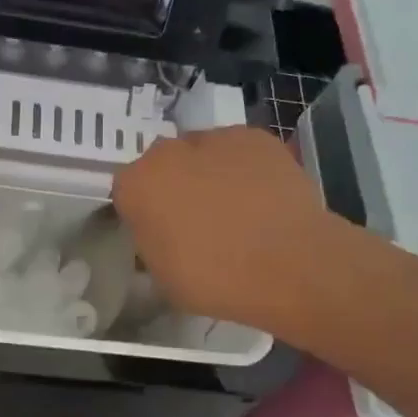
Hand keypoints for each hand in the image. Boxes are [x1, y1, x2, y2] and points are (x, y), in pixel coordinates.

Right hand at [111, 126, 330, 333]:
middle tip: (196, 220)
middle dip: (173, 185)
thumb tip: (160, 233)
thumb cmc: (215, 279)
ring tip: (236, 208)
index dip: (143, 212)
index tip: (160, 233)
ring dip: (208, 173)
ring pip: (201, 153)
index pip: (127, 192)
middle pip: (162, 164)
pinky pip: (238, 151)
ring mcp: (214, 139)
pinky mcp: (255, 137)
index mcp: (136, 185)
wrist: (290, 265)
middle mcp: (167, 152)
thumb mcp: (162, 277)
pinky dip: (244, 168)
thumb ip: (151, 244)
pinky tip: (261, 197)